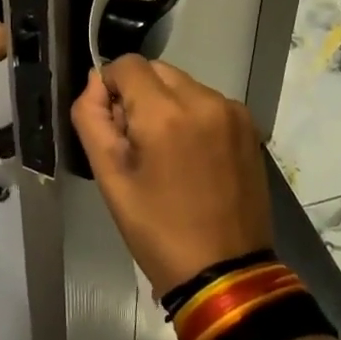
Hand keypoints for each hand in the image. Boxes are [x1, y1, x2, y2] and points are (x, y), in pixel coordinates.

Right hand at [70, 56, 273, 293]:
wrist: (226, 275)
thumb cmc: (158, 230)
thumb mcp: (110, 178)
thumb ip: (91, 118)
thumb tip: (95, 82)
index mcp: (165, 113)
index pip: (127, 64)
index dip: (111, 88)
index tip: (115, 127)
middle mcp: (203, 100)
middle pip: (156, 71)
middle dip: (139, 96)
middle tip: (139, 146)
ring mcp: (231, 111)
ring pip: (182, 85)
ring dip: (167, 105)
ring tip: (168, 156)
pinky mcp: (249, 126)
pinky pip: (207, 102)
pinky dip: (193, 116)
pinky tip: (194, 158)